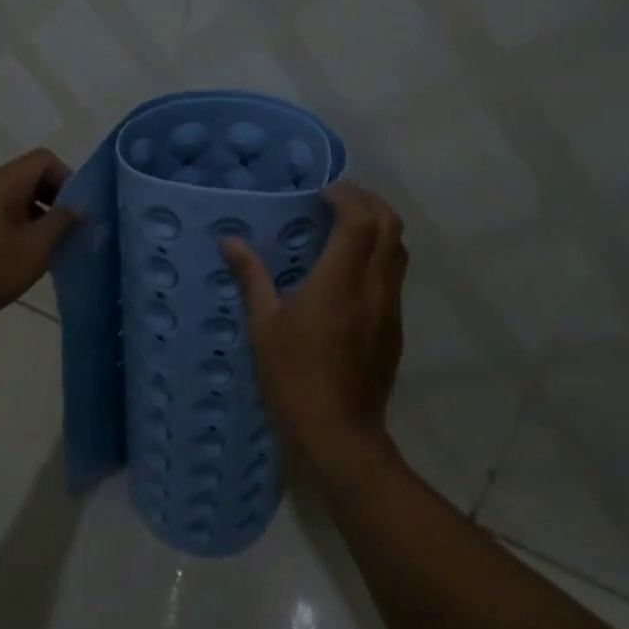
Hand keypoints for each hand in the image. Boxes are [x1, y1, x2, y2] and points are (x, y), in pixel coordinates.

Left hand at [0, 149, 75, 334]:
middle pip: (28, 176)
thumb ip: (61, 223)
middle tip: (68, 233)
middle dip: (54, 199)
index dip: (68, 180)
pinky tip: (21, 257)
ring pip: (14, 197)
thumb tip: (79, 206)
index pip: (43, 160)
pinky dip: (17, 226)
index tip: (76, 213)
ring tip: (48, 249)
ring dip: (37, 216)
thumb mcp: (32, 251)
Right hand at [220, 182, 407, 467]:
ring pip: (399, 251)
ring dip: (378, 229)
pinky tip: (350, 275)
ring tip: (346, 230)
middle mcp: (373, 287)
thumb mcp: (262, 326)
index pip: (360, 219)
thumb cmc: (292, 377)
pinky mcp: (395, 329)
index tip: (322, 194)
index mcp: (339, 282)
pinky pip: (394, 277)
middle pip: (391, 226)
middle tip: (337, 202)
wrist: (337, 435)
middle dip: (368, 202)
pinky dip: (379, 258)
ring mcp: (389, 309)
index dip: (346, 195)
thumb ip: (251, 276)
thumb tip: (229, 241)